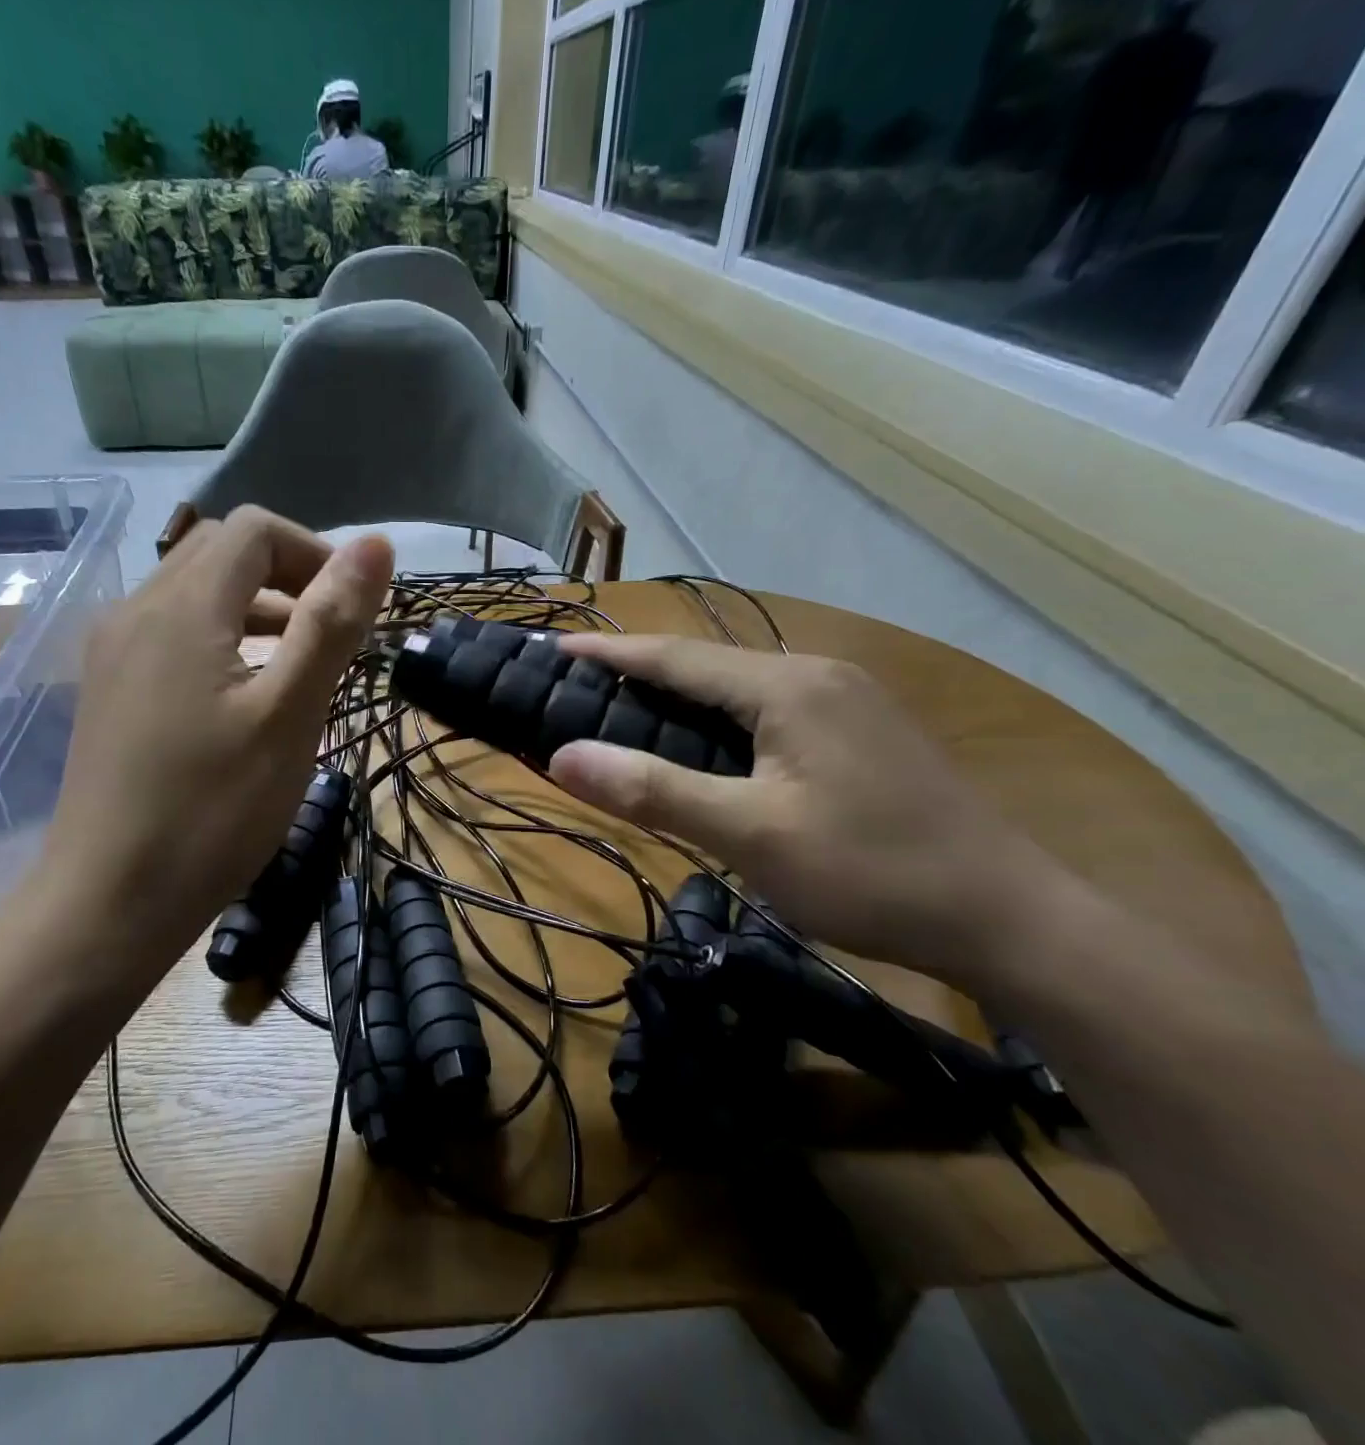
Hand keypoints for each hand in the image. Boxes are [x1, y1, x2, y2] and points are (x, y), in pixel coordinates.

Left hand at [24, 509, 391, 987]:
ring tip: (298, 665)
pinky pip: (172, 632)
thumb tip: (376, 545)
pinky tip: (244, 694)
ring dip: (255, 608)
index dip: (314, 554)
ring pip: (194, 592)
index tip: (353, 613)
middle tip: (330, 636)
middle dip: (287, 576)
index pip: (255, 531)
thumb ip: (331, 624)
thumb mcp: (288, 716)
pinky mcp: (109, 688)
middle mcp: (136, 611)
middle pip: (221, 552)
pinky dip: (220, 638)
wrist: (109, 902)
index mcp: (181, 608)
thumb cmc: (211, 812)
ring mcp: (114, 651)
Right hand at [546, 636, 1075, 985]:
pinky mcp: (863, 731)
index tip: (555, 646)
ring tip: (627, 710)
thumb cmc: (872, 873)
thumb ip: (654, 791)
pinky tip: (707, 743)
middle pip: (707, 665)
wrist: (1011, 919)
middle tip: (579, 686)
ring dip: (681, 696)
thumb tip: (562, 756)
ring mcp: (848, 700)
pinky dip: (720, 718)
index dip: (611, 652)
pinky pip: (769, 709)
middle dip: (640, 672)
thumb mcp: (751, 835)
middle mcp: (817, 675)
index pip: (676, 658)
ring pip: (740, 687)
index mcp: (787, 686)